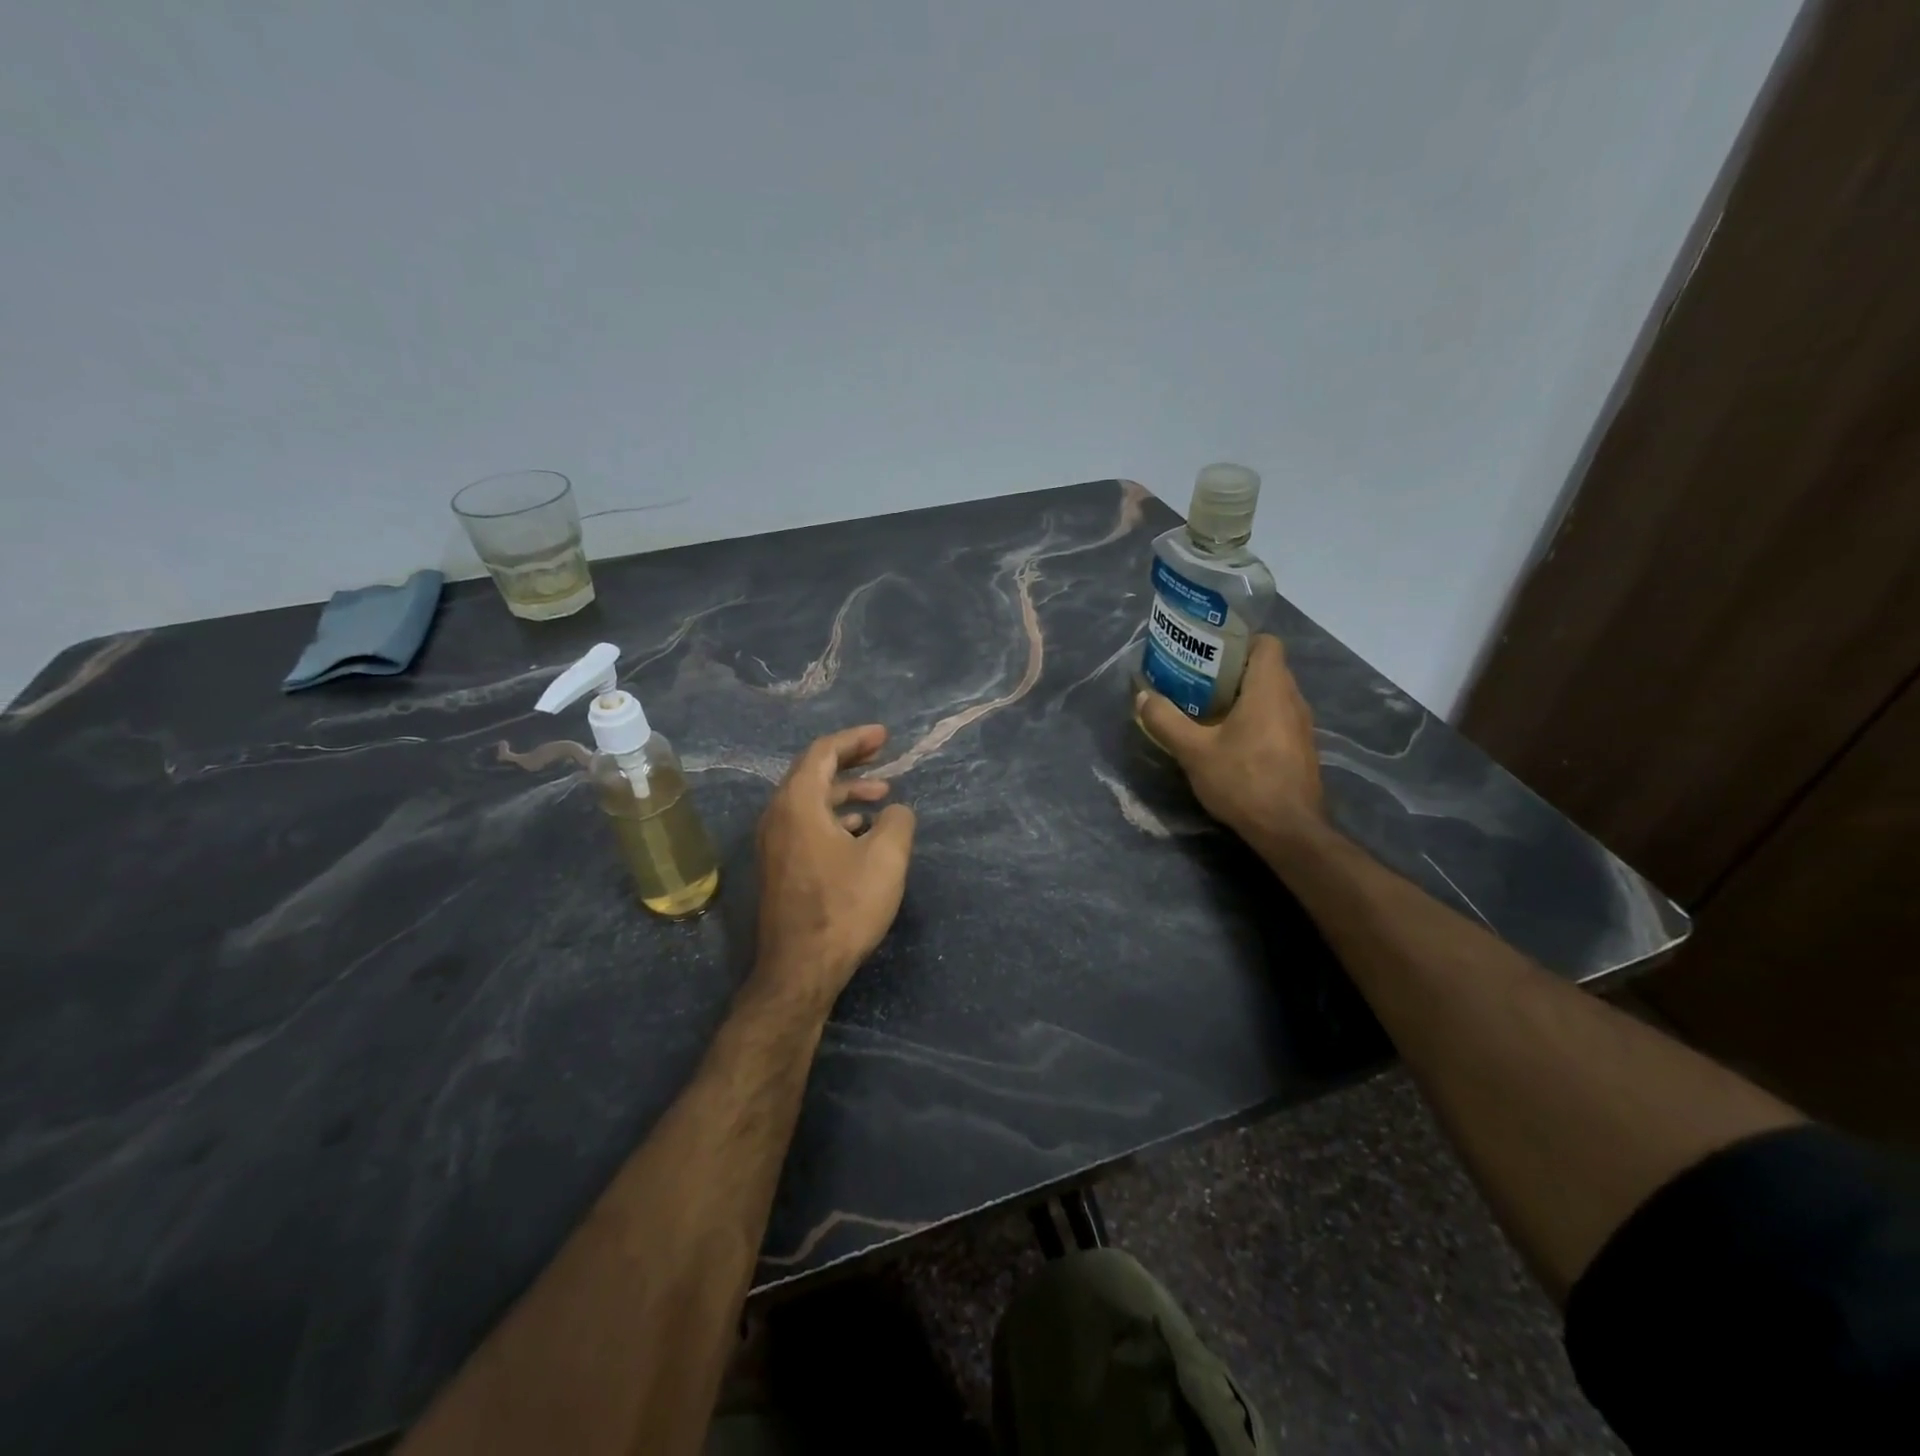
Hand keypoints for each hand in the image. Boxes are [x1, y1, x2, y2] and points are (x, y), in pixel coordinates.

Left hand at [753, 725, 916, 1011]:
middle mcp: (777, 816)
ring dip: (845, 792)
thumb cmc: (844, 907)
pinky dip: (835, 817)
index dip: (855, 739)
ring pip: (810, 801)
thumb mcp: (886, 859)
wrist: (800, 969)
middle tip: (883, 755)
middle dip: (850, 761)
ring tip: (882, 795)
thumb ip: (898, 821)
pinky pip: (806, 824)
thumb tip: (895, 810)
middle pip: (812, 772)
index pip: (823, 753)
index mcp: (798, 804)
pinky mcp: (779, 867)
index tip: (884, 736)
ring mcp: (774, 843)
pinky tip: (861, 831)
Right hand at [1136, 634, 1326, 848]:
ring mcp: (1302, 726)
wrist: (1289, 830)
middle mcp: (1293, 700)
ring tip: (1207, 710)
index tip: (1209, 654)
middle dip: (1232, 671)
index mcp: (1270, 689)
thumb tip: (1142, 696)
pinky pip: (1277, 719)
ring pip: (1272, 696)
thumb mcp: (1193, 751)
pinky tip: (1229, 741)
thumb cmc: (1243, 781)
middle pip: (1266, 668)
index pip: (1266, 643)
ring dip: (1243, 698)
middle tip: (1197, 682)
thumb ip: (1166, 720)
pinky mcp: (1301, 750)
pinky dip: (1255, 720)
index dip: (1239, 642)